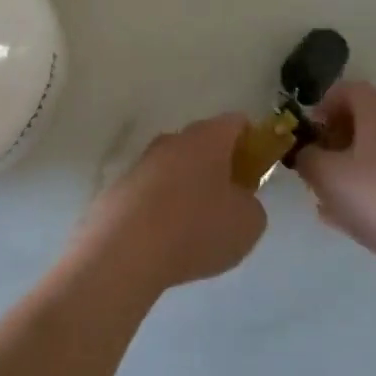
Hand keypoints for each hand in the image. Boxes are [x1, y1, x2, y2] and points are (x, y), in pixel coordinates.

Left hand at [70, 114, 266, 296]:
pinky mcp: (119, 189)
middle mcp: (172, 140)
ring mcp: (141, 163)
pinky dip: (161, 210)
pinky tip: (165, 242)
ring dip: (188, 190)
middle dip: (218, 168)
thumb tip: (238, 200)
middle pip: (203, 145)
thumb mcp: (248, 223)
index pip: (236, 123)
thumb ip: (251, 204)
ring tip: (196, 231)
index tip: (257, 171)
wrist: (123, 251)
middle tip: (230, 204)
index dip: (252, 142)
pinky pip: (151, 194)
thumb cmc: (196, 228)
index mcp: (207, 138)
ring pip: (175, 169)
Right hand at [292, 82, 375, 265]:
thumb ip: (306, 158)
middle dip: (330, 141)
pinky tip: (344, 220)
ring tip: (323, 197)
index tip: (305, 133)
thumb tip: (304, 153)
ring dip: (344, 169)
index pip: (345, 90)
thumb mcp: (326, 174)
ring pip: (370, 153)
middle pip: (358, 121)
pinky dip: (363, 191)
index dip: (320, 106)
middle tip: (311, 165)